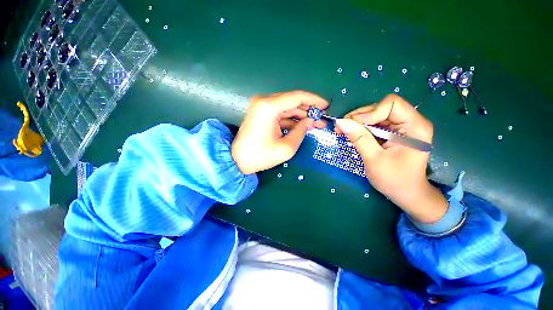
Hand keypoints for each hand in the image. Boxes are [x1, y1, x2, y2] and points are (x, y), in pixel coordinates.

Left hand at [232, 91, 327, 174]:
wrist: (237, 160)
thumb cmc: (260, 156)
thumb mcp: (286, 148)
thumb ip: (301, 131)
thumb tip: (310, 121)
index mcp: (269, 107)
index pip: (297, 97)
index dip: (314, 100)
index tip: (326, 106)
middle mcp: (264, 101)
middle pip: (292, 101)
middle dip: (309, 110)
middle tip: (322, 120)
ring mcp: (261, 106)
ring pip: (287, 107)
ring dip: (301, 115)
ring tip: (315, 124)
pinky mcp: (261, 113)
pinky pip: (280, 113)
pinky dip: (292, 119)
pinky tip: (302, 126)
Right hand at [335, 94, 446, 222]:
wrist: (408, 194)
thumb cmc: (394, 180)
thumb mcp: (374, 159)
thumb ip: (359, 138)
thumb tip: (340, 122)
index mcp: (414, 127)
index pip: (391, 104)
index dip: (369, 112)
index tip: (352, 126)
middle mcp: (411, 121)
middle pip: (381, 107)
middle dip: (359, 117)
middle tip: (342, 128)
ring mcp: (402, 127)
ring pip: (375, 114)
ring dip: (357, 122)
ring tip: (345, 132)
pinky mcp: (394, 132)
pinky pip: (375, 123)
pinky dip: (361, 128)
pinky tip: (353, 135)